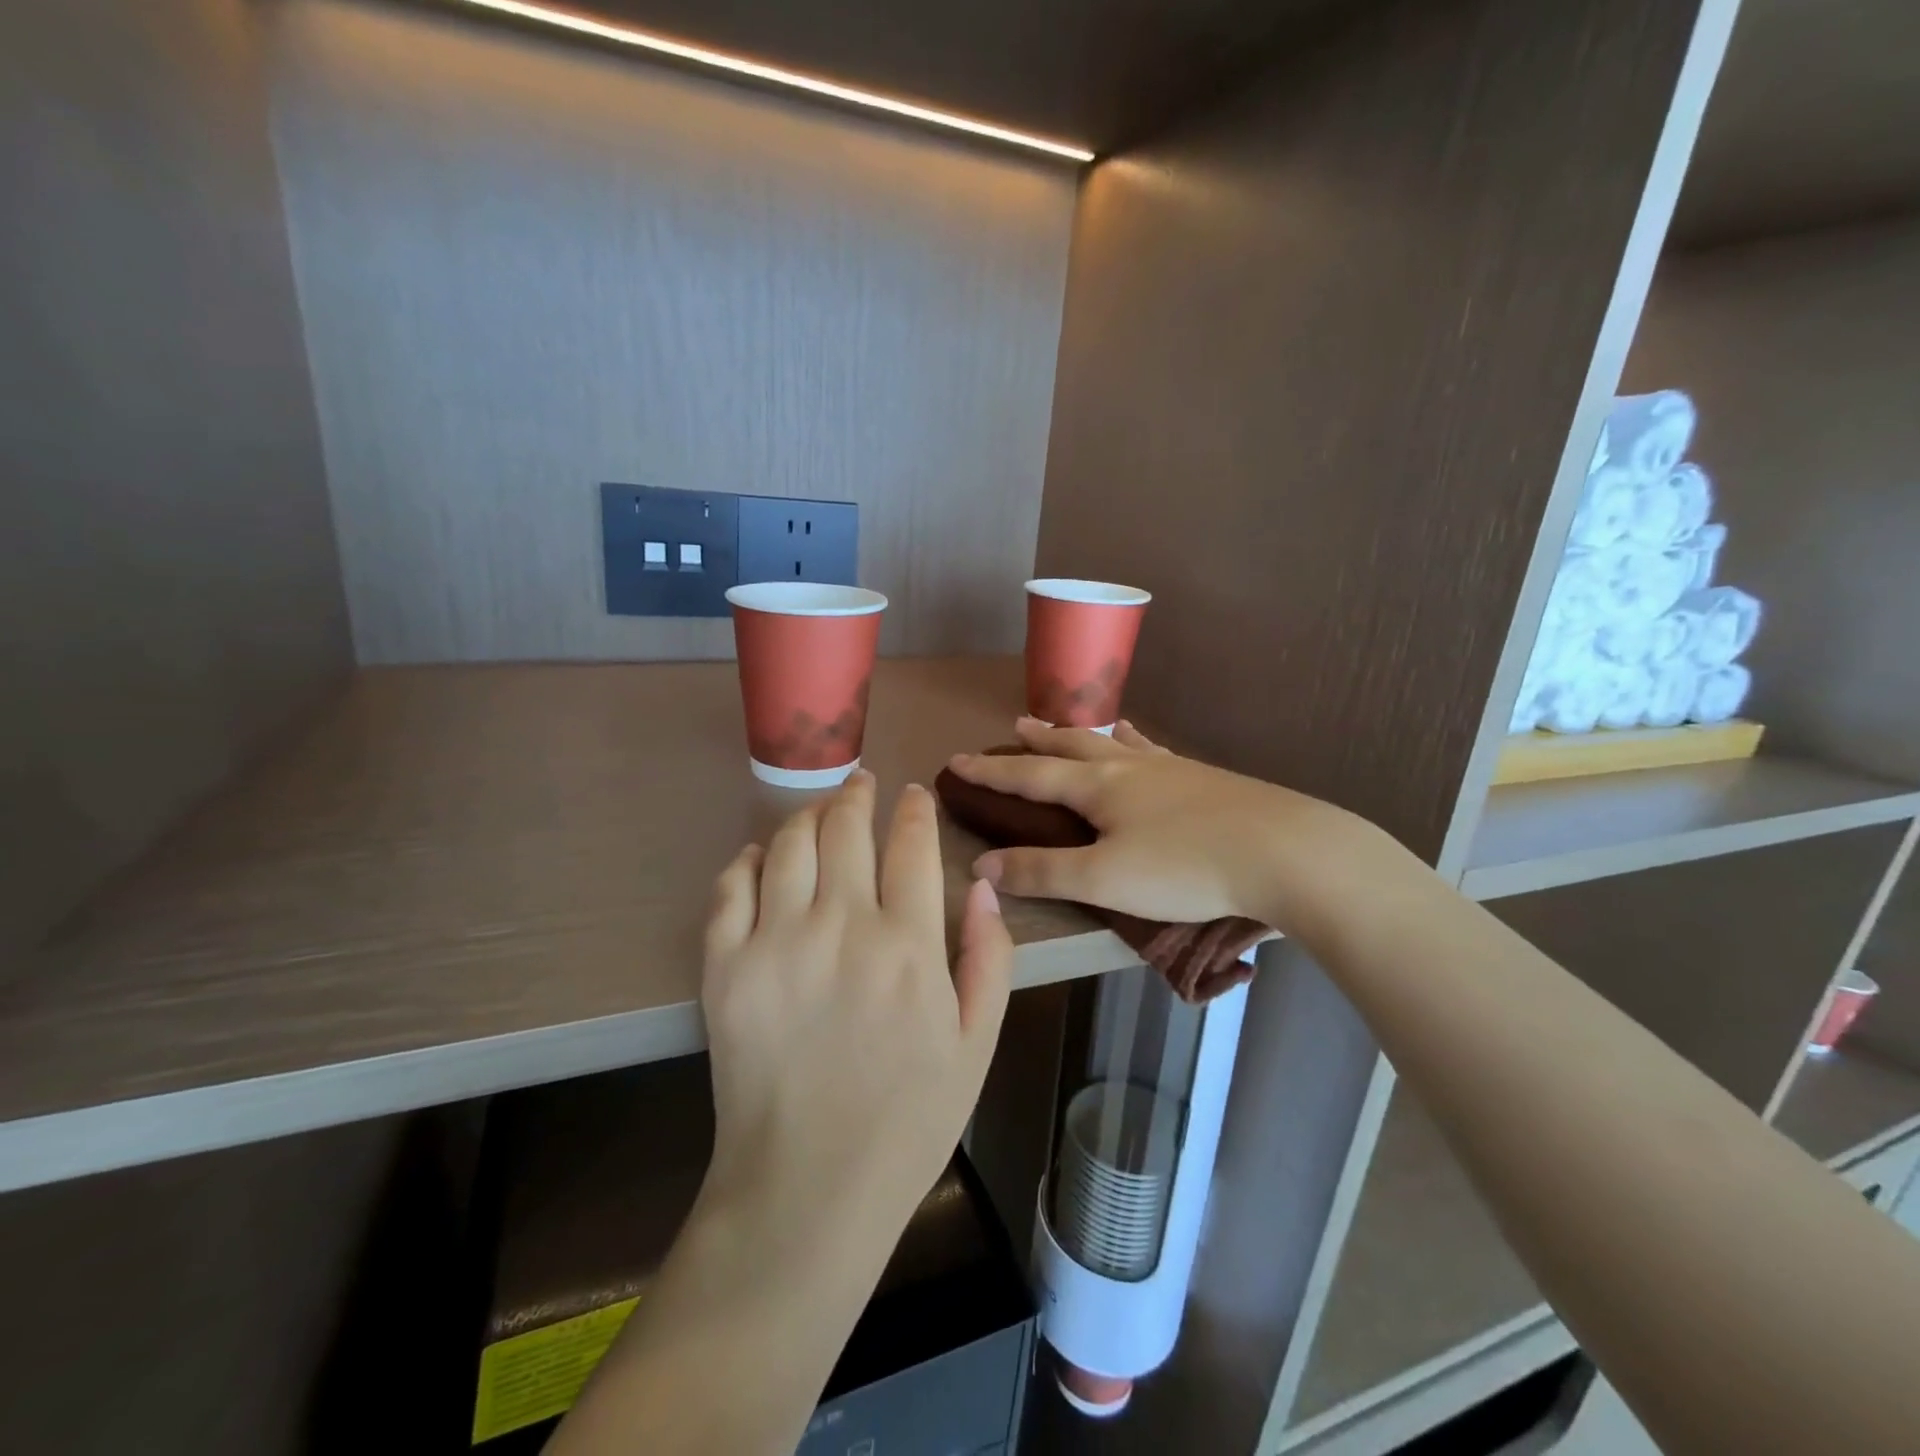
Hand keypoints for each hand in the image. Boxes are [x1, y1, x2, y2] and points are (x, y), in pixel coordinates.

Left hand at [699, 771, 1013, 1240]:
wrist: (807, 1190)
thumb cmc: (907, 1122)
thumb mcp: (976, 1046)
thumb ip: (990, 960)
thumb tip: (983, 889)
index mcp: (909, 946)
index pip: (913, 844)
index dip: (914, 809)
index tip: (913, 795)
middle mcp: (841, 927)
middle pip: (846, 827)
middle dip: (858, 795)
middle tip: (861, 784)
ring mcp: (775, 942)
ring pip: (788, 843)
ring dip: (808, 816)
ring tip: (820, 813)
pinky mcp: (724, 967)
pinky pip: (729, 887)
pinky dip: (746, 861)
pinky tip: (760, 860)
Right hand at [946, 718, 1397, 939]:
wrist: (1285, 852)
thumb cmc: (1185, 867)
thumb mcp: (1103, 878)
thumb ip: (1041, 871)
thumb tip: (981, 866)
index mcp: (1099, 787)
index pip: (1029, 775)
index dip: (990, 771)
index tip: (956, 760)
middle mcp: (1129, 767)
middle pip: (1071, 747)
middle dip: (1037, 741)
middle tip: (1014, 727)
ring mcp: (1170, 769)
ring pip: (1113, 744)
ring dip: (1081, 737)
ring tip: (1066, 729)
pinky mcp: (1204, 780)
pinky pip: (1153, 752)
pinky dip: (1134, 744)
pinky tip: (1142, 744)